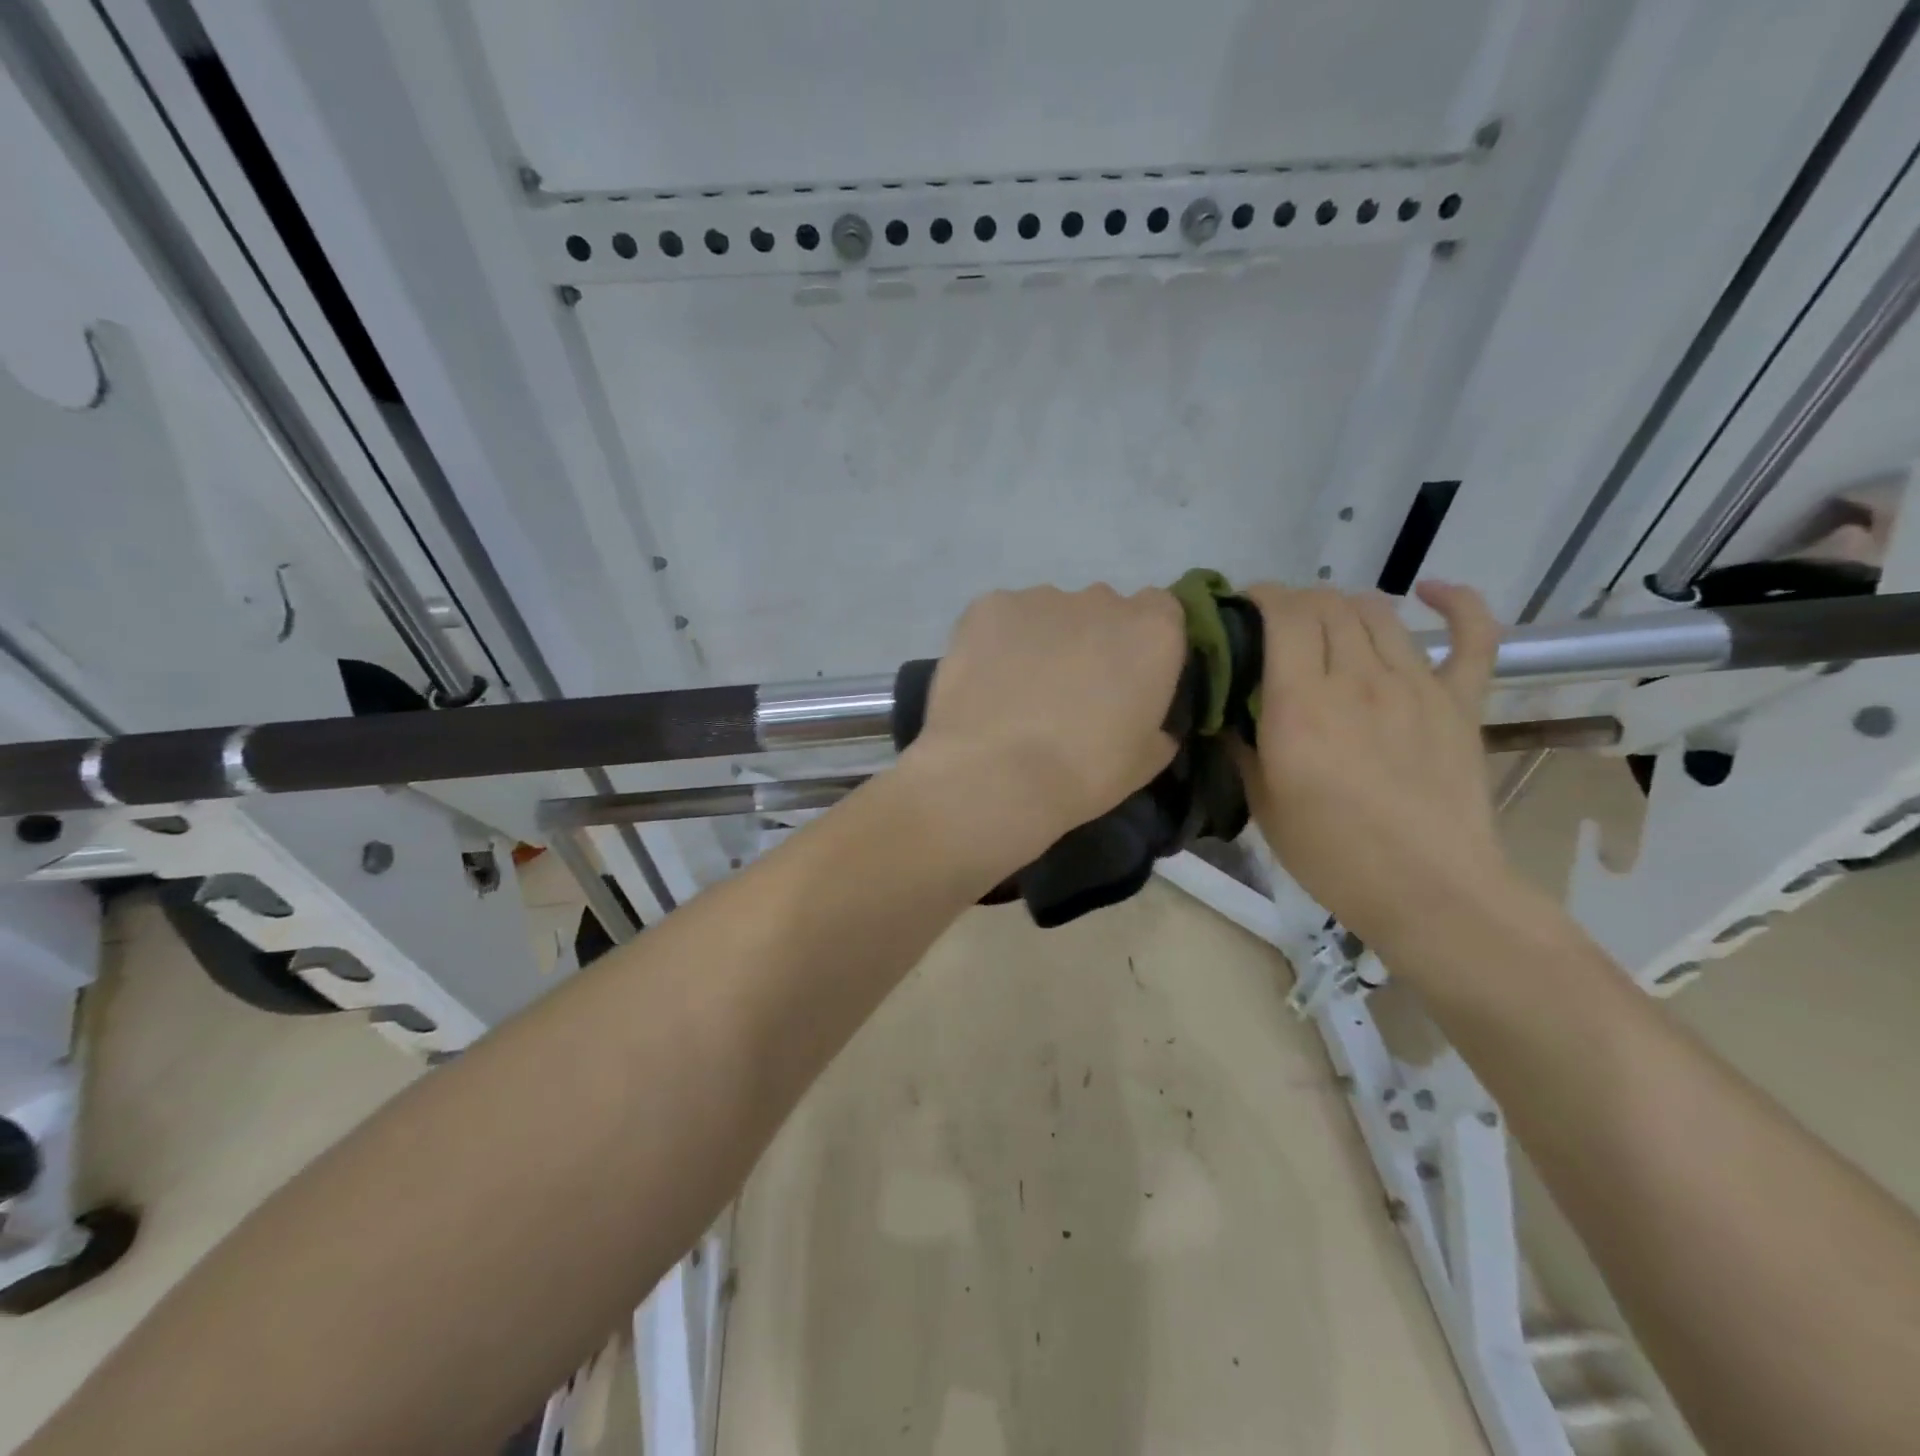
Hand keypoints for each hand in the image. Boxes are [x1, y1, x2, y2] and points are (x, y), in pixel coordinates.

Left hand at [906, 584, 1187, 865]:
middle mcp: (1101, 600)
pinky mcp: (987, 606)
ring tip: (1018, 693)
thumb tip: (1149, 722)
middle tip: (1069, 692)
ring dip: (1043, 642)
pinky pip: (1001, 620)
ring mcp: (1040, 598)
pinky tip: (985, 683)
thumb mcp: (1145, 761)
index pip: (1161, 611)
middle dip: (1091, 641)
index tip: (1127, 678)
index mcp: (1152, 632)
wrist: (996, 772)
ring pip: (1049, 613)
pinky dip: (996, 644)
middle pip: (1103, 610)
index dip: (1142, 644)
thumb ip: (1156, 725)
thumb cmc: (1084, 772)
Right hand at [1236, 582, 1513, 953]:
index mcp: (1301, 705)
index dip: (1261, 597)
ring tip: (1328, 624)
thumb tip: (1227, 710)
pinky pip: (1473, 636)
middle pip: (1328, 606)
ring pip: (1379, 613)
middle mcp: (1357, 680)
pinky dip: (1456, 603)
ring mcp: (1416, 686)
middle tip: (1277, 624)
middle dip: (1296, 602)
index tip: (1243, 606)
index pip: (1284, 616)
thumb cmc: (1331, 853)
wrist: (1427, 890)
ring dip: (1346, 605)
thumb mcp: (1262, 803)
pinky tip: (1431, 592)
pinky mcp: (1460, 702)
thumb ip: (1241, 745)